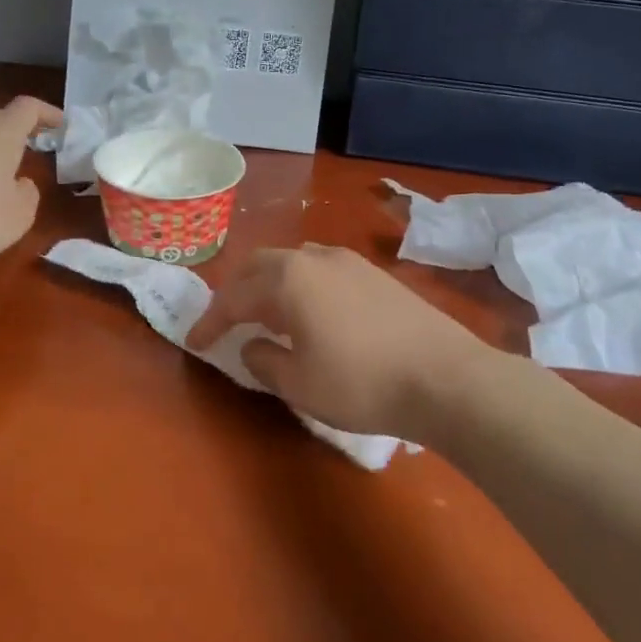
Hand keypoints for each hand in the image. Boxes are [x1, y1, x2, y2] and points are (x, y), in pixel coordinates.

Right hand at [185, 244, 495, 439]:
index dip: (211, 321)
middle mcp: (314, 258)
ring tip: (268, 314)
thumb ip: (264, 361)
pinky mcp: (375, 274)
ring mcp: (349, 261)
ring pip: (293, 261)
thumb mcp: (299, 384)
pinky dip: (301, 285)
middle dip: (237, 291)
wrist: (445, 377)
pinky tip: (312, 313)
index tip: (195, 342)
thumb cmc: (361, 382)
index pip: (234, 297)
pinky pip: (321, 269)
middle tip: (227, 320)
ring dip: (271, 284)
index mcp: (288, 279)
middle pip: (261, 265)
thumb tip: (252, 347)